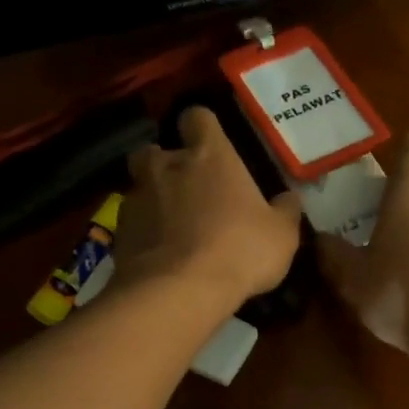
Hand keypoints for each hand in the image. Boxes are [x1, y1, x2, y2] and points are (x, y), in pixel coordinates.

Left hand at [120, 106, 301, 305]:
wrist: (179, 291)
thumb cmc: (239, 251)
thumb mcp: (281, 236)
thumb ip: (285, 212)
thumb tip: (289, 199)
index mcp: (209, 156)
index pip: (198, 117)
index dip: (203, 128)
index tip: (211, 144)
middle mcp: (167, 166)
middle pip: (155, 149)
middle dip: (166, 163)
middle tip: (186, 187)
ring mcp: (137, 198)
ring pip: (139, 186)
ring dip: (152, 198)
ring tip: (170, 225)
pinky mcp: (119, 232)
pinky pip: (131, 223)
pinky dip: (143, 233)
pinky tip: (159, 255)